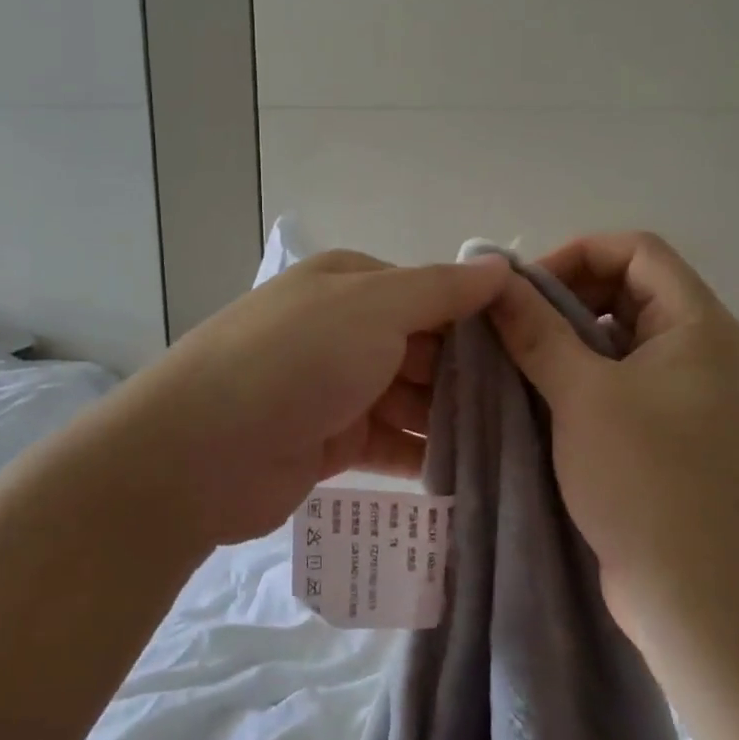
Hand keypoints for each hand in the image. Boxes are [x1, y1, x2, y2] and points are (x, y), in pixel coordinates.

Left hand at [113, 250, 510, 548]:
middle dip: (471, 376)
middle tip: (536, 409)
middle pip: (423, 348)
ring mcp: (335, 387)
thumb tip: (499, 265)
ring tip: (517, 446)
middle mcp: (343, 328)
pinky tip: (471, 474)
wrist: (201, 451)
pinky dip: (424, 454)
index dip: (478, 320)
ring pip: (410, 398)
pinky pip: (391, 443)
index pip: (430, 293)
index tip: (533, 351)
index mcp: (349, 284)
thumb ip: (440, 290)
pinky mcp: (330, 442)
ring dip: (452, 419)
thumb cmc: (296, 360)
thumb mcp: (374, 308)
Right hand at [486, 231, 738, 652]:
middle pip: (628, 288)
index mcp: (699, 325)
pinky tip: (536, 395)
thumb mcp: (582, 395)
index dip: (577, 254)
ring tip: (515, 358)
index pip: (637, 250)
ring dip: (566, 337)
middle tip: (512, 325)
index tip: (525, 290)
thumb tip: (497, 282)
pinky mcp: (670, 431)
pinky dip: (579, 375)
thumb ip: (536, 330)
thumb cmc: (648, 484)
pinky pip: (620, 378)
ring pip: (619, 336)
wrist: (702, 606)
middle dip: (566, 296)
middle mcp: (701, 349)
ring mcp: (688, 393)